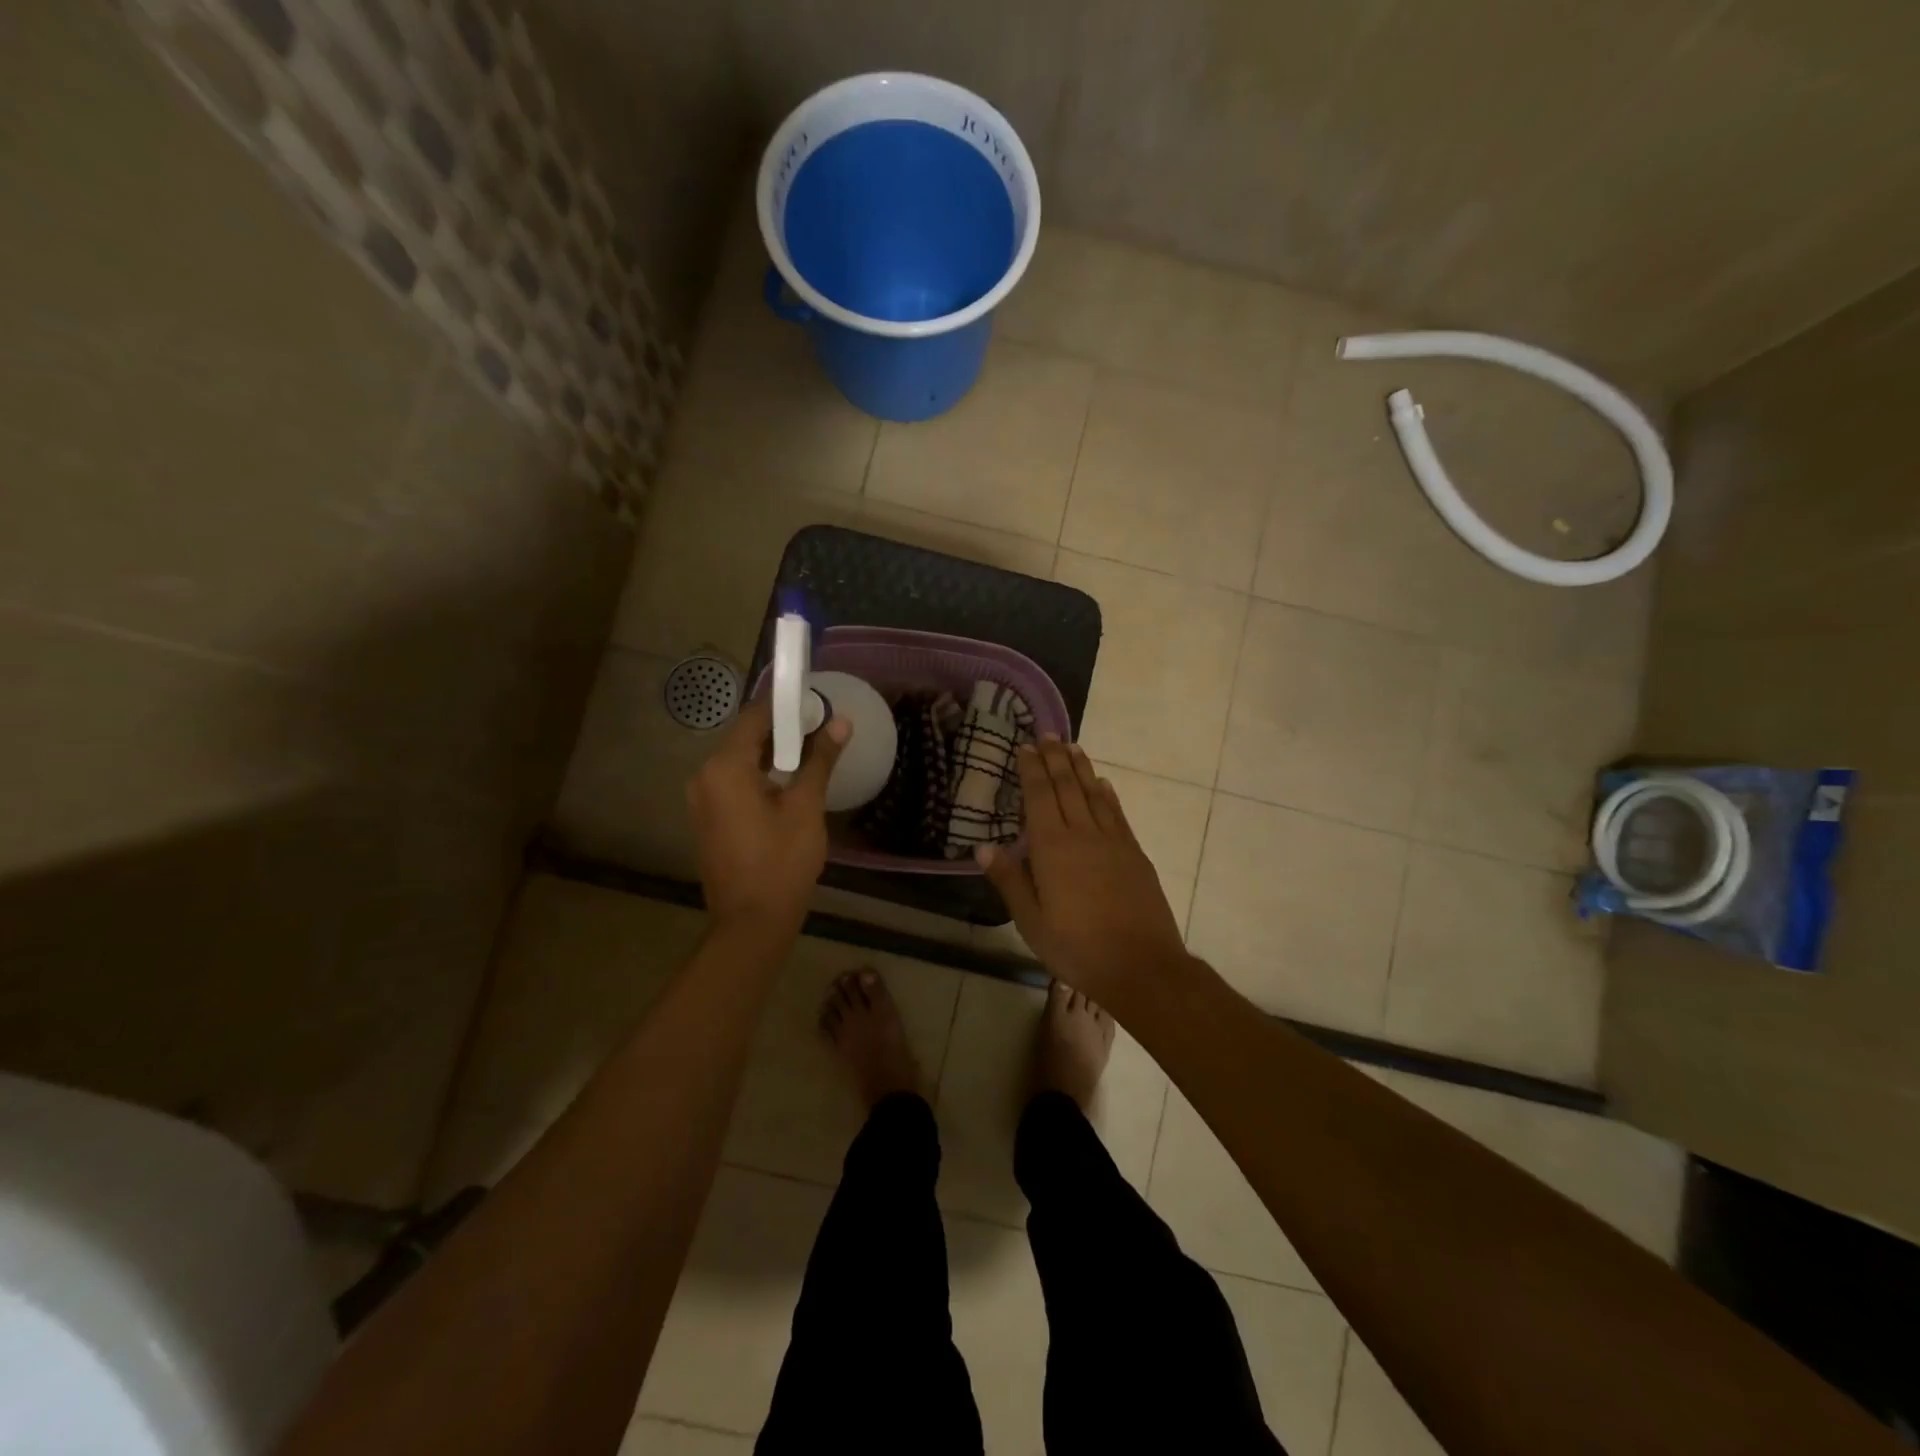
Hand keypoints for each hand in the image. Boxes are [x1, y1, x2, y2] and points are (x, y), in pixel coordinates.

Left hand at [688, 698, 848, 937]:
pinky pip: (733, 783)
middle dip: (782, 730)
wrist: (751, 923)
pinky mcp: (707, 819)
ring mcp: (701, 800)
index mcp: (724, 767)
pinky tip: (787, 783)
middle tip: (820, 727)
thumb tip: (840, 722)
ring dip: (772, 754)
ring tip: (811, 753)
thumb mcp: (806, 806)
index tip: (816, 702)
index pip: (754, 717)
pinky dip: (759, 776)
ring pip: (739, 762)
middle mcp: (704, 777)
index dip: (785, 706)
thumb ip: (820, 759)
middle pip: (744, 738)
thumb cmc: (782, 861)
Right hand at [976, 737, 1192, 1005]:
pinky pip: (1117, 814)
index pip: (1039, 796)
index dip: (1032, 769)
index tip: (1026, 746)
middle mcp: (1083, 834)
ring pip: (1094, 794)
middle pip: (1067, 786)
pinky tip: (1104, 785)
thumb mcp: (1031, 921)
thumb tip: (983, 847)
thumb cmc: (1076, 947)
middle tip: (1048, 734)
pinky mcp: (1134, 853)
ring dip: (1081, 768)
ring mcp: (1113, 841)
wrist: (1140, 965)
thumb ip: (1010, 880)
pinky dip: (1108, 795)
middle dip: (1055, 758)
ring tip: (1072, 747)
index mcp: (1052, 847)